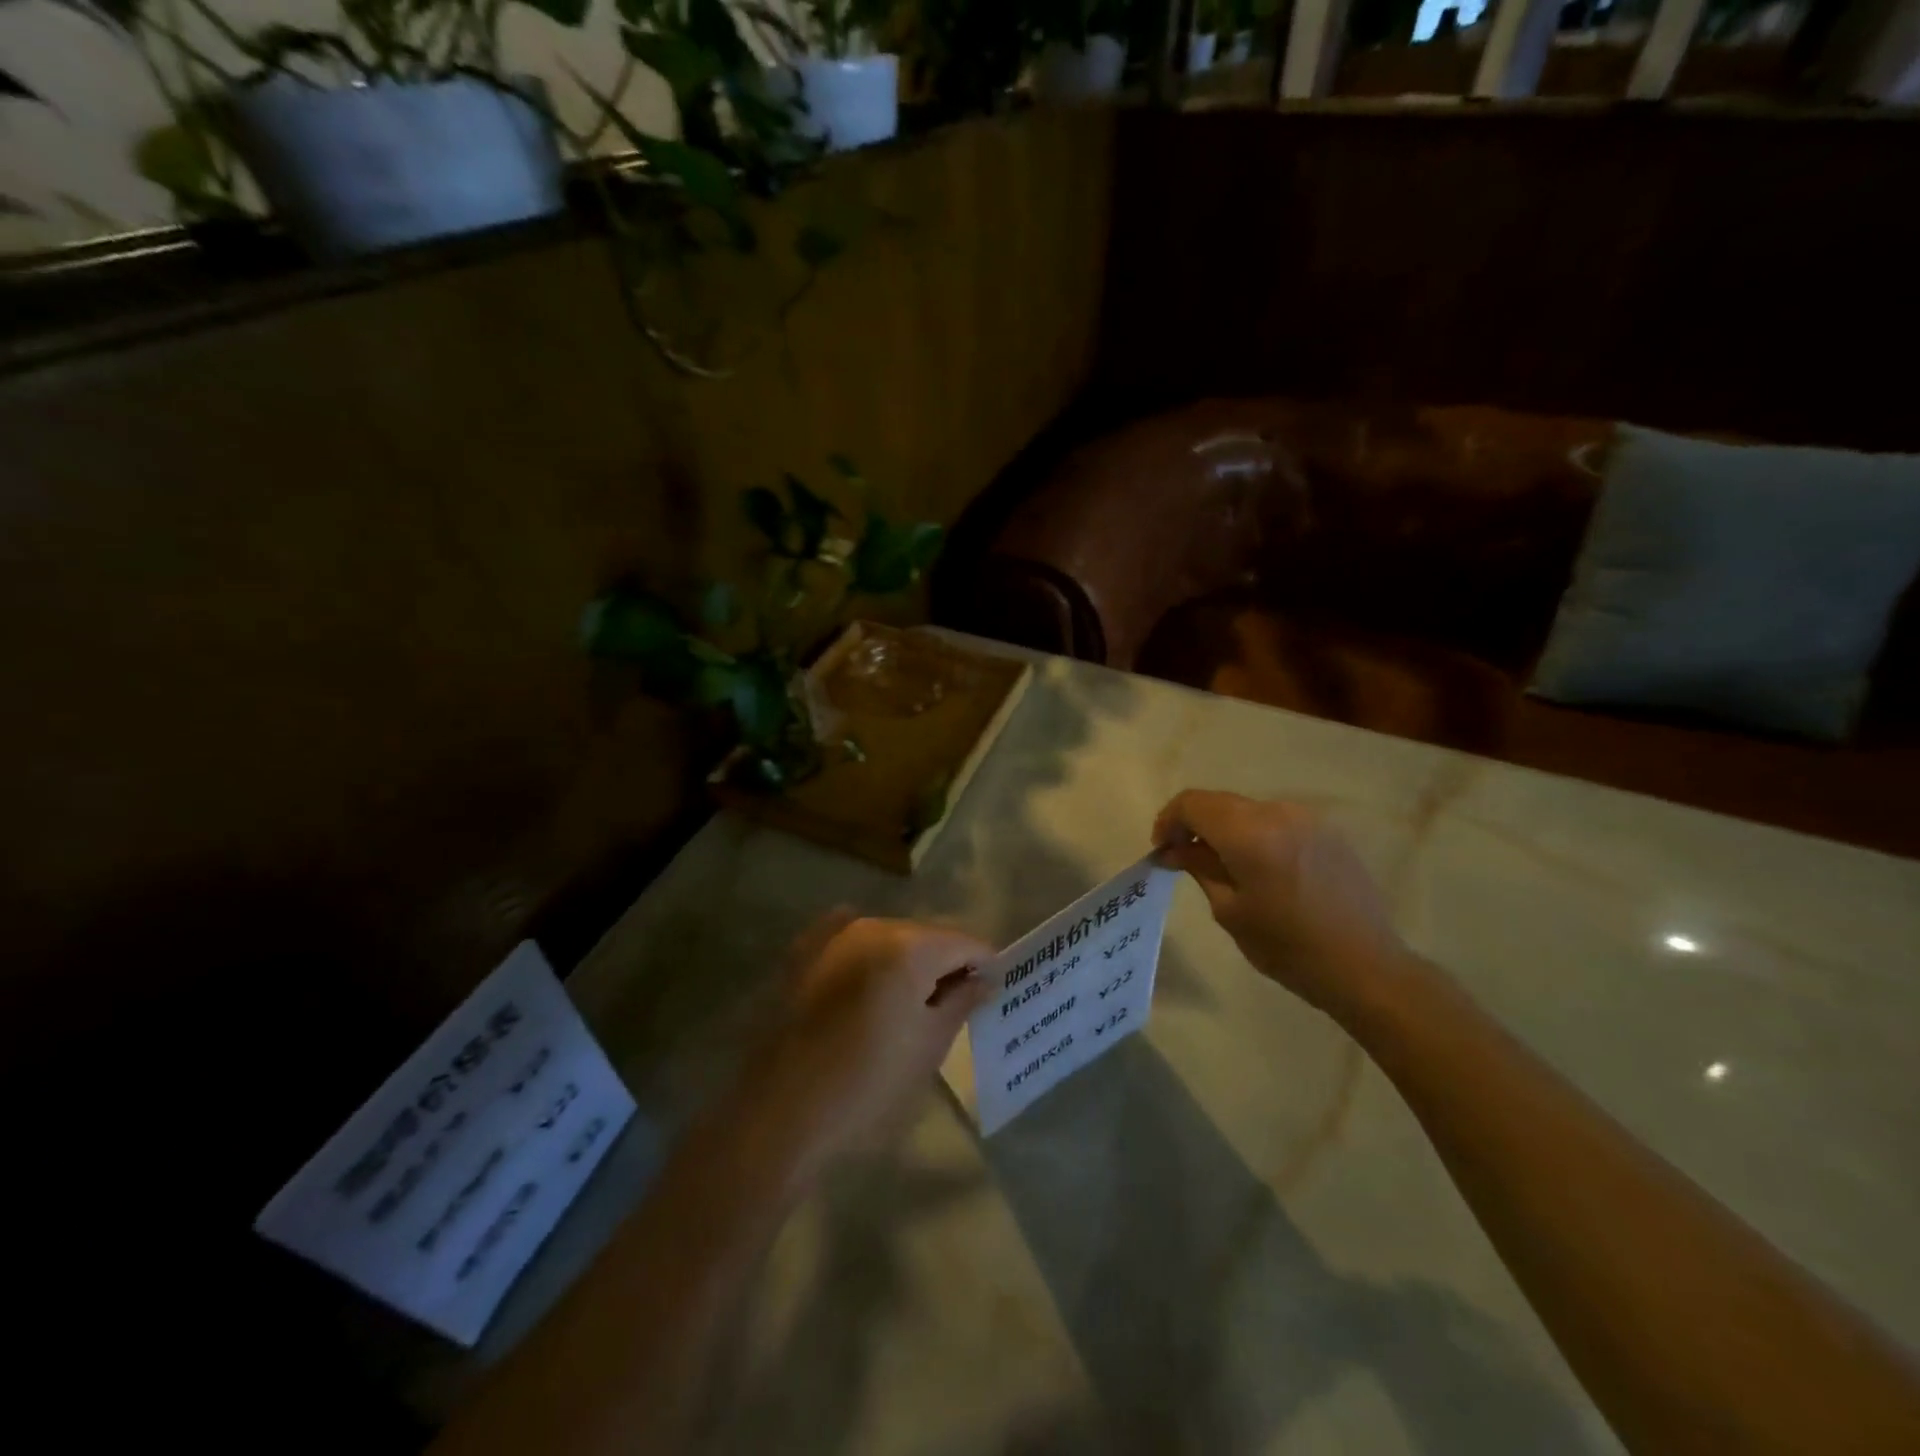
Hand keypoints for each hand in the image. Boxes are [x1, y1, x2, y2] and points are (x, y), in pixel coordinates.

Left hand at [748, 914, 991, 1176]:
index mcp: (909, 946)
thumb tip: (986, 977)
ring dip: (907, 962)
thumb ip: (963, 1001)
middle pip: (927, 935)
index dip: (984, 965)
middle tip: (953, 1005)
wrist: (779, 1112)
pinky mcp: (804, 951)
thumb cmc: (867, 1085)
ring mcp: (832, 934)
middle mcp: (871, 925)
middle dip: (945, 963)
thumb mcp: (929, 1046)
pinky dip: (869, 957)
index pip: (965, 942)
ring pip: (889, 938)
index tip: (990, 993)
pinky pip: (851, 941)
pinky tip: (870, 985)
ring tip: (910, 1004)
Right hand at [1152, 790, 1415, 1026]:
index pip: (1193, 803)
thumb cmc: (1288, 947)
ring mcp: (1307, 819)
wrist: (1367, 967)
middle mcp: (1277, 812)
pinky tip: (1260, 869)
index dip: (1169, 820)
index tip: (1162, 849)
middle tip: (1183, 858)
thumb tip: (1174, 850)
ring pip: (1248, 811)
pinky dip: (1255, 836)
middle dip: (1195, 824)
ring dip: (1226, 830)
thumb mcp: (1230, 911)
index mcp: (1249, 832)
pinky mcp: (1327, 832)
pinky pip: (1277, 822)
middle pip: (1220, 802)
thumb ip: (1199, 869)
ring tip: (1223, 867)